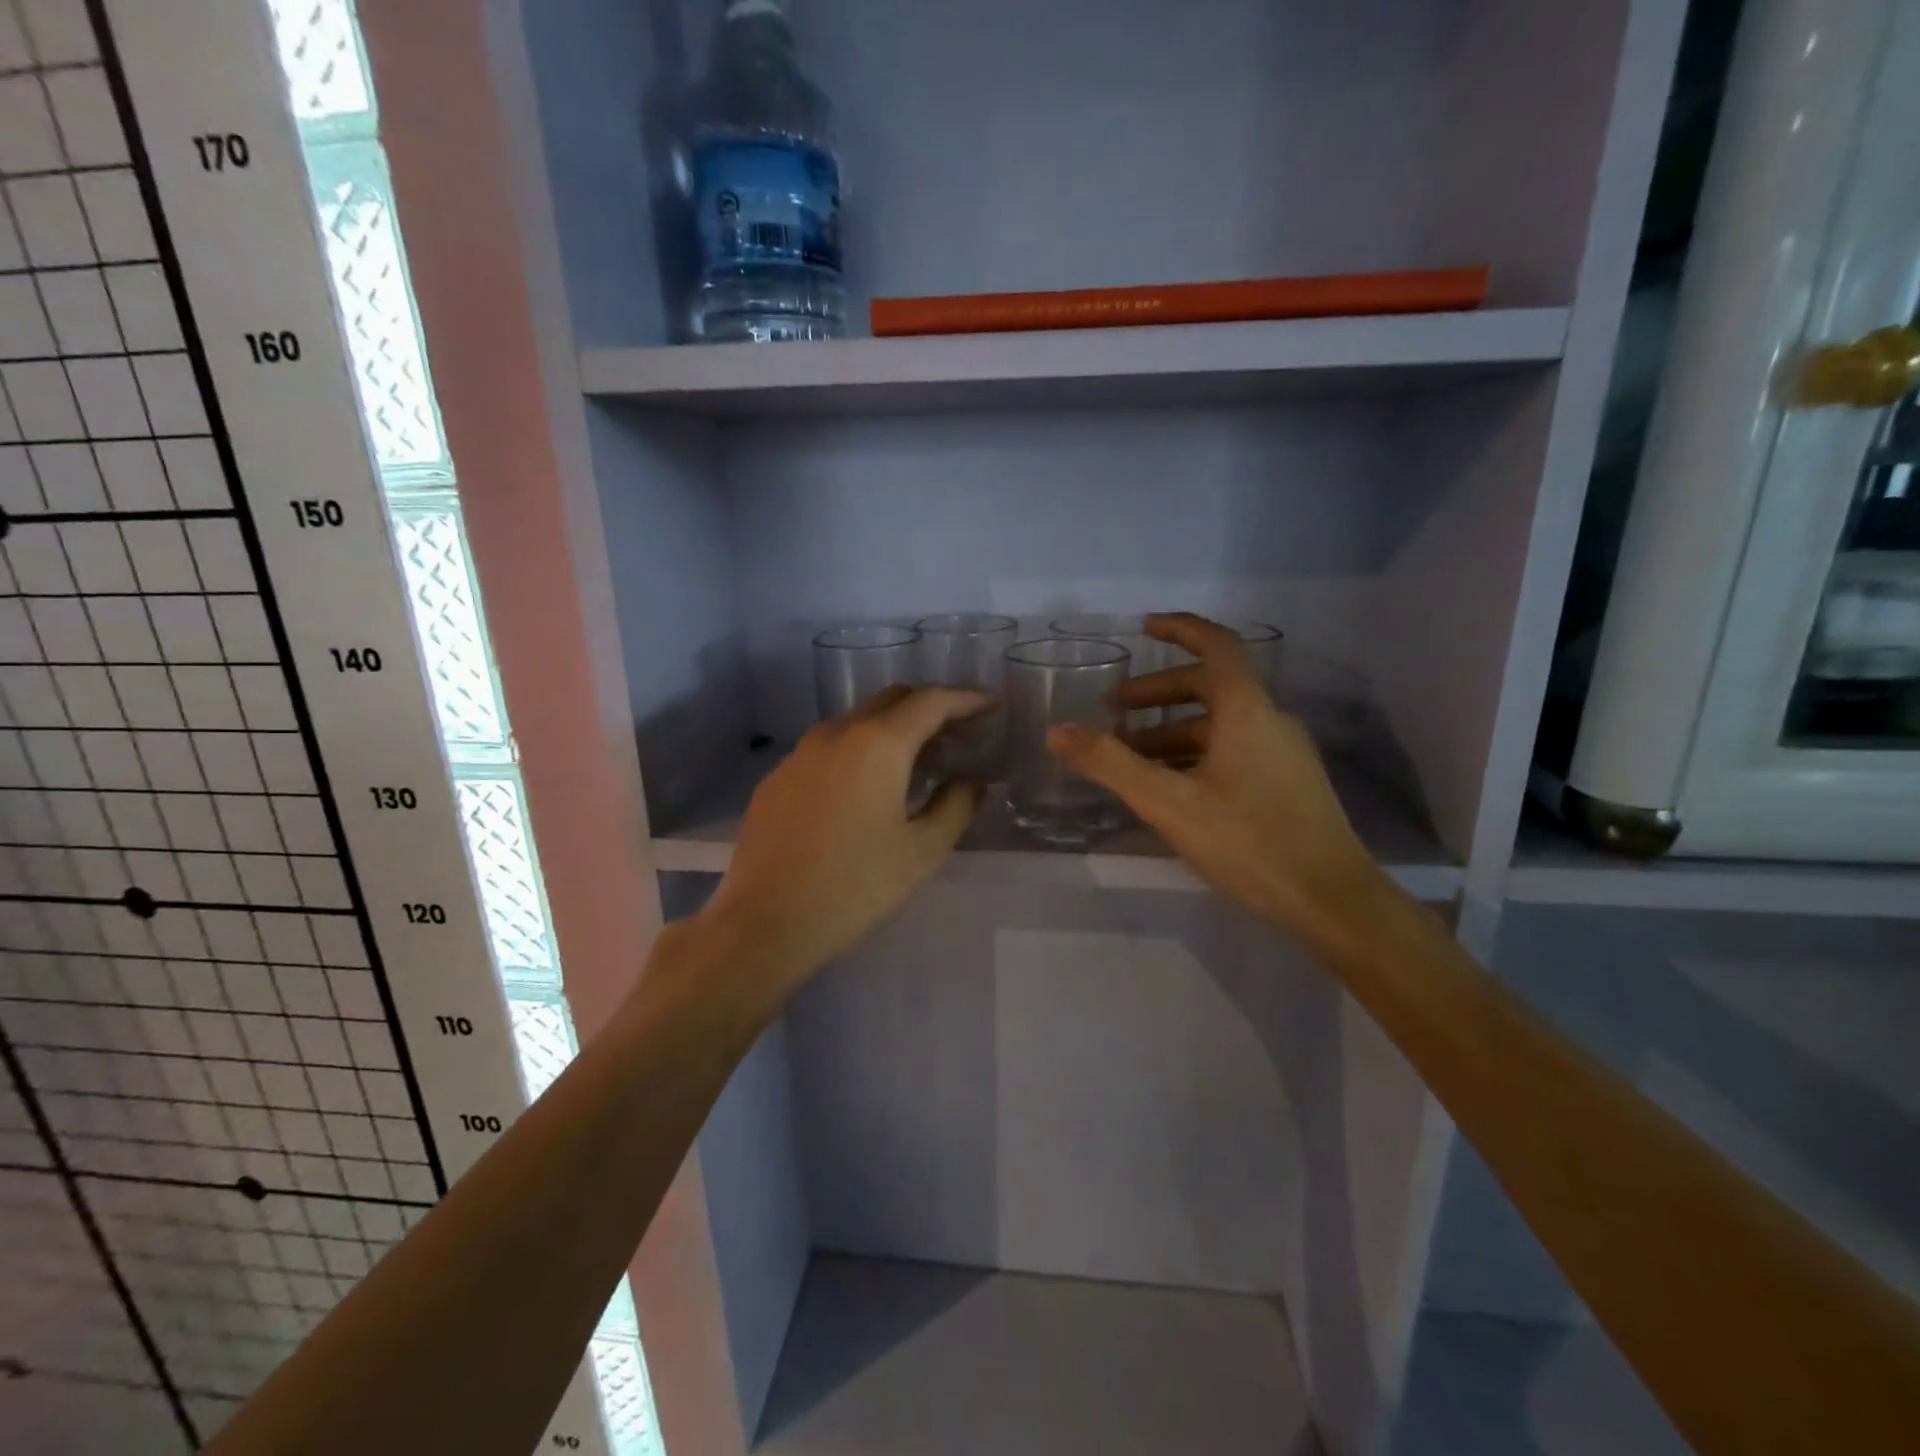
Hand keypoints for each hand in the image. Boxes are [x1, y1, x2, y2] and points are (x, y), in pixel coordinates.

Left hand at [702, 686, 988, 1005]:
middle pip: (893, 700)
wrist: (764, 923)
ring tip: (920, 760)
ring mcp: (801, 752)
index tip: (992, 706)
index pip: (931, 701)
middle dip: (931, 708)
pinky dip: (860, 749)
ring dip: (894, 728)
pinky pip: (829, 746)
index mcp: (878, 744)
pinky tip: (868, 786)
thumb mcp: (922, 852)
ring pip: (858, 720)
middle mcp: (837, 733)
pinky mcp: (778, 776)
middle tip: (960, 734)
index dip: (967, 699)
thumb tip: (971, 781)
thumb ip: (956, 806)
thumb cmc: (855, 888)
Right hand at [1048, 612, 1390, 949]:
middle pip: (1210, 686)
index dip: (1179, 629)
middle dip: (1157, 694)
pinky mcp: (1286, 783)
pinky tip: (1170, 787)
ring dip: (1171, 730)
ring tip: (1130, 757)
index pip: (1216, 645)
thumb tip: (1057, 730)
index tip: (1143, 628)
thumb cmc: (1249, 842)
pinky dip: (1194, 753)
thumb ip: (1110, 764)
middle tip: (1112, 711)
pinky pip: (1233, 749)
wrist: (1331, 901)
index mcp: (1246, 710)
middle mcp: (1269, 720)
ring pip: (1219, 724)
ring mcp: (1282, 753)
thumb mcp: (1169, 802)